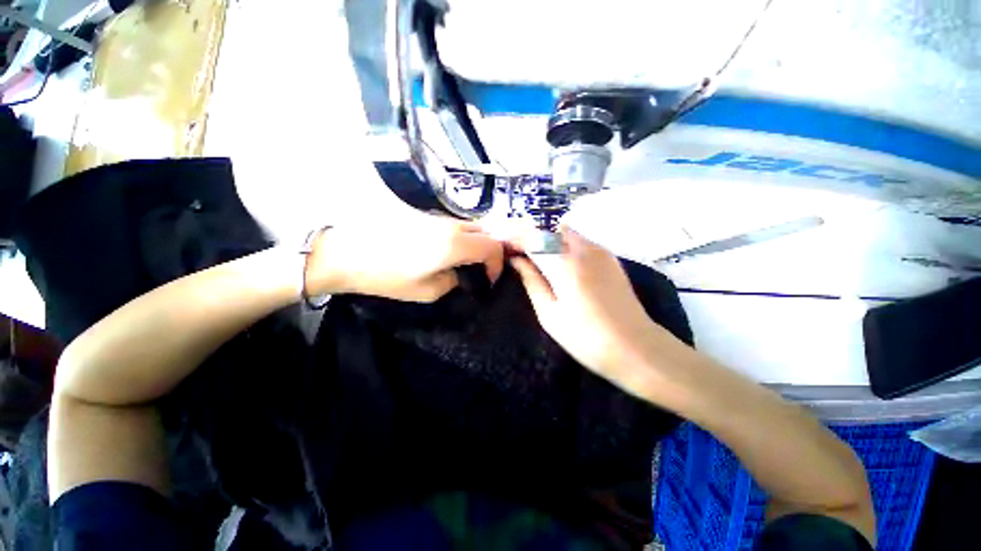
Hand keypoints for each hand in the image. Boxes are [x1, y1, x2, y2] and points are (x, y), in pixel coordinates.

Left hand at [307, 213, 503, 302]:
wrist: (345, 253)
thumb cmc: (387, 276)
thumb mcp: (427, 291)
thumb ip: (453, 281)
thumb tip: (458, 273)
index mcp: (454, 245)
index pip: (493, 246)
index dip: (498, 263)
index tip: (490, 279)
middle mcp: (450, 225)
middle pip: (485, 231)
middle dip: (491, 251)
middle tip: (482, 269)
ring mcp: (436, 217)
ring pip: (470, 226)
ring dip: (476, 243)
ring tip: (467, 262)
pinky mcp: (424, 215)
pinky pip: (453, 225)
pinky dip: (460, 238)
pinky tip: (448, 251)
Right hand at [509, 227, 678, 397]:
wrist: (636, 348)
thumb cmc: (586, 338)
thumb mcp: (549, 313)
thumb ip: (531, 280)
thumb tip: (516, 260)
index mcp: (565, 264)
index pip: (532, 237)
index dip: (514, 238)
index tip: (502, 246)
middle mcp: (584, 248)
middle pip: (549, 227)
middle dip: (530, 234)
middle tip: (516, 252)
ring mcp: (600, 250)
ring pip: (564, 231)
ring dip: (546, 238)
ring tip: (533, 256)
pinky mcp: (609, 257)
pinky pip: (579, 240)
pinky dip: (561, 243)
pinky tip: (557, 261)